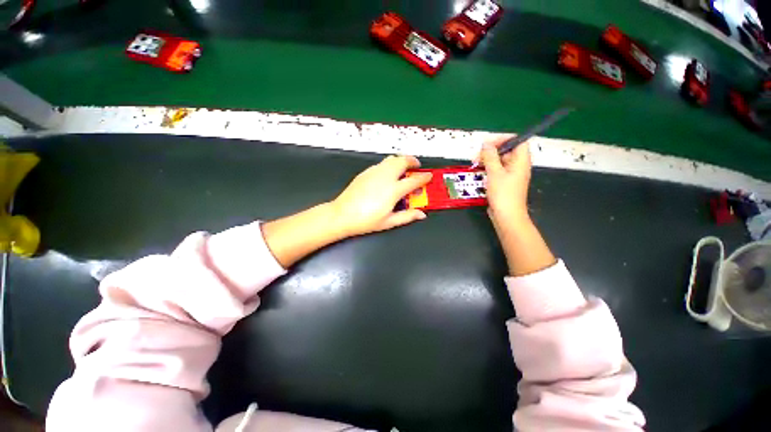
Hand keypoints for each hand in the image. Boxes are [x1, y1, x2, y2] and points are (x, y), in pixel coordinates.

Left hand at [332, 155, 432, 236]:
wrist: (342, 215)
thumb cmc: (366, 221)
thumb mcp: (389, 222)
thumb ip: (407, 216)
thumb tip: (422, 214)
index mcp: (393, 190)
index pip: (414, 180)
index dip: (424, 177)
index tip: (429, 176)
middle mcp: (385, 177)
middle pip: (402, 161)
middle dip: (412, 160)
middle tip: (416, 165)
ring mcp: (374, 172)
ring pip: (391, 159)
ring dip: (400, 160)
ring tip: (403, 168)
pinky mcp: (365, 172)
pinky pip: (381, 164)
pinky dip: (389, 165)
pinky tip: (387, 174)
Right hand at [478, 135, 531, 224]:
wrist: (506, 215)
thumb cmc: (503, 193)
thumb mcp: (494, 172)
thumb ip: (490, 156)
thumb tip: (486, 144)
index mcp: (521, 160)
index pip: (517, 141)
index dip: (503, 139)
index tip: (488, 144)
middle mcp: (518, 165)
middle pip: (507, 150)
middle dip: (491, 150)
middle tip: (477, 156)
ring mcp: (511, 174)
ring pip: (500, 161)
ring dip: (487, 160)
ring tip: (475, 163)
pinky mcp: (505, 182)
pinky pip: (497, 170)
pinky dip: (488, 168)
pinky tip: (479, 171)